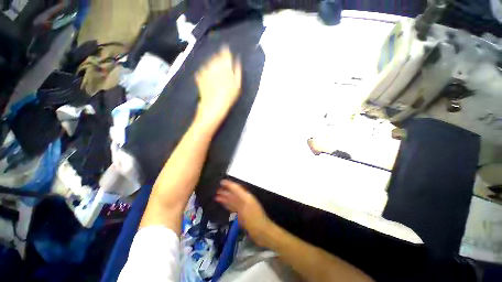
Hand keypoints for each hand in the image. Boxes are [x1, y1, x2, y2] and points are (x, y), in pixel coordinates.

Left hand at [195, 46, 241, 124]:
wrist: (213, 106)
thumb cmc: (229, 97)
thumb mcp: (238, 85)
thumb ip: (238, 71)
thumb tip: (237, 60)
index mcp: (225, 66)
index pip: (225, 53)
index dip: (226, 51)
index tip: (227, 51)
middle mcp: (214, 65)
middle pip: (216, 56)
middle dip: (219, 57)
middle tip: (222, 63)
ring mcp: (205, 70)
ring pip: (209, 62)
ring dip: (212, 63)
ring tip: (215, 70)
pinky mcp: (199, 76)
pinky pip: (203, 69)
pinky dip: (206, 71)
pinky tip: (209, 77)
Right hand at [215, 179, 271, 246]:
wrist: (262, 232)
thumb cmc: (254, 219)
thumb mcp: (247, 206)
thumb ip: (239, 197)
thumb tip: (233, 190)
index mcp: (246, 197)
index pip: (237, 188)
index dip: (229, 185)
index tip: (221, 182)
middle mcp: (244, 201)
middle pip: (234, 194)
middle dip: (226, 191)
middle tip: (216, 190)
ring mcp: (243, 208)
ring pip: (232, 201)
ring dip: (225, 198)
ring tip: (217, 196)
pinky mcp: (241, 215)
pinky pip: (233, 207)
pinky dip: (228, 205)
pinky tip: (223, 204)